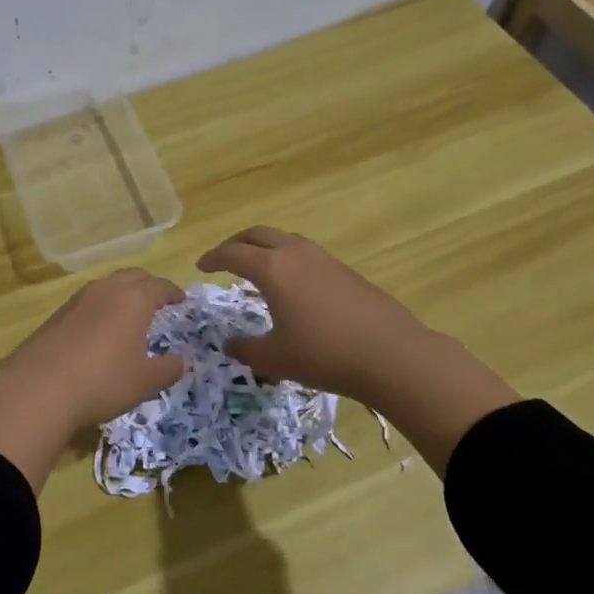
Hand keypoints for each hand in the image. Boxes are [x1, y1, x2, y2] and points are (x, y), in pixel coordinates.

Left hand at [0, 269, 186, 429]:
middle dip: (148, 285)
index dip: (173, 292)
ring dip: (122, 294)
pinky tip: (100, 330)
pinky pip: (88, 302)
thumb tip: (180, 361)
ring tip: (130, 314)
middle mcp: (106, 290)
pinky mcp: (57, 314)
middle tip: (158, 300)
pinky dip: (102, 308)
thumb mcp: (145, 382)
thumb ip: (168, 369)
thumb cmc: (103, 381)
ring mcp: (78, 300)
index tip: (181, 300)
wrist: (39, 389)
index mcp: (134, 299)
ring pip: (108, 286)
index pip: (160, 286)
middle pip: (133, 276)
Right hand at [196, 226, 517, 472]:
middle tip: (225, 258)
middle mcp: (295, 254)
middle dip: (237, 243)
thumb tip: (230, 343)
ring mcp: (324, 259)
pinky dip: (289, 259)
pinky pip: (306, 254)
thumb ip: (246, 349)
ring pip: (285, 239)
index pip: (232, 253)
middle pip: (258, 234)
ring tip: (258, 267)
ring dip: (266, 247)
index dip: (213, 258)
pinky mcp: (346, 271)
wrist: (392, 354)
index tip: (201, 266)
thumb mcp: (275, 359)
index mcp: (271, 269)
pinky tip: (294, 285)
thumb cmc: (323, 354)